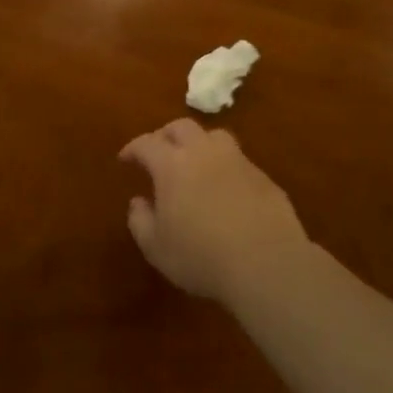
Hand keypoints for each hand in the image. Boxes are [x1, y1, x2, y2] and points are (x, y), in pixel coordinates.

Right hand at [120, 119, 309, 304]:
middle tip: (158, 153)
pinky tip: (224, 191)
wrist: (266, 265)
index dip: (133, 148)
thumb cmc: (200, 257)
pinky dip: (225, 168)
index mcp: (172, 166)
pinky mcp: (265, 179)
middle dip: (165, 135)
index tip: (125, 159)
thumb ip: (140, 220)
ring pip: (216, 137)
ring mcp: (239, 163)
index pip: (147, 143)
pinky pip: (239, 162)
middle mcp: (205, 154)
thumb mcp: (155, 247)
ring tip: (194, 164)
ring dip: (199, 144)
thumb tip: (139, 202)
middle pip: (182, 127)